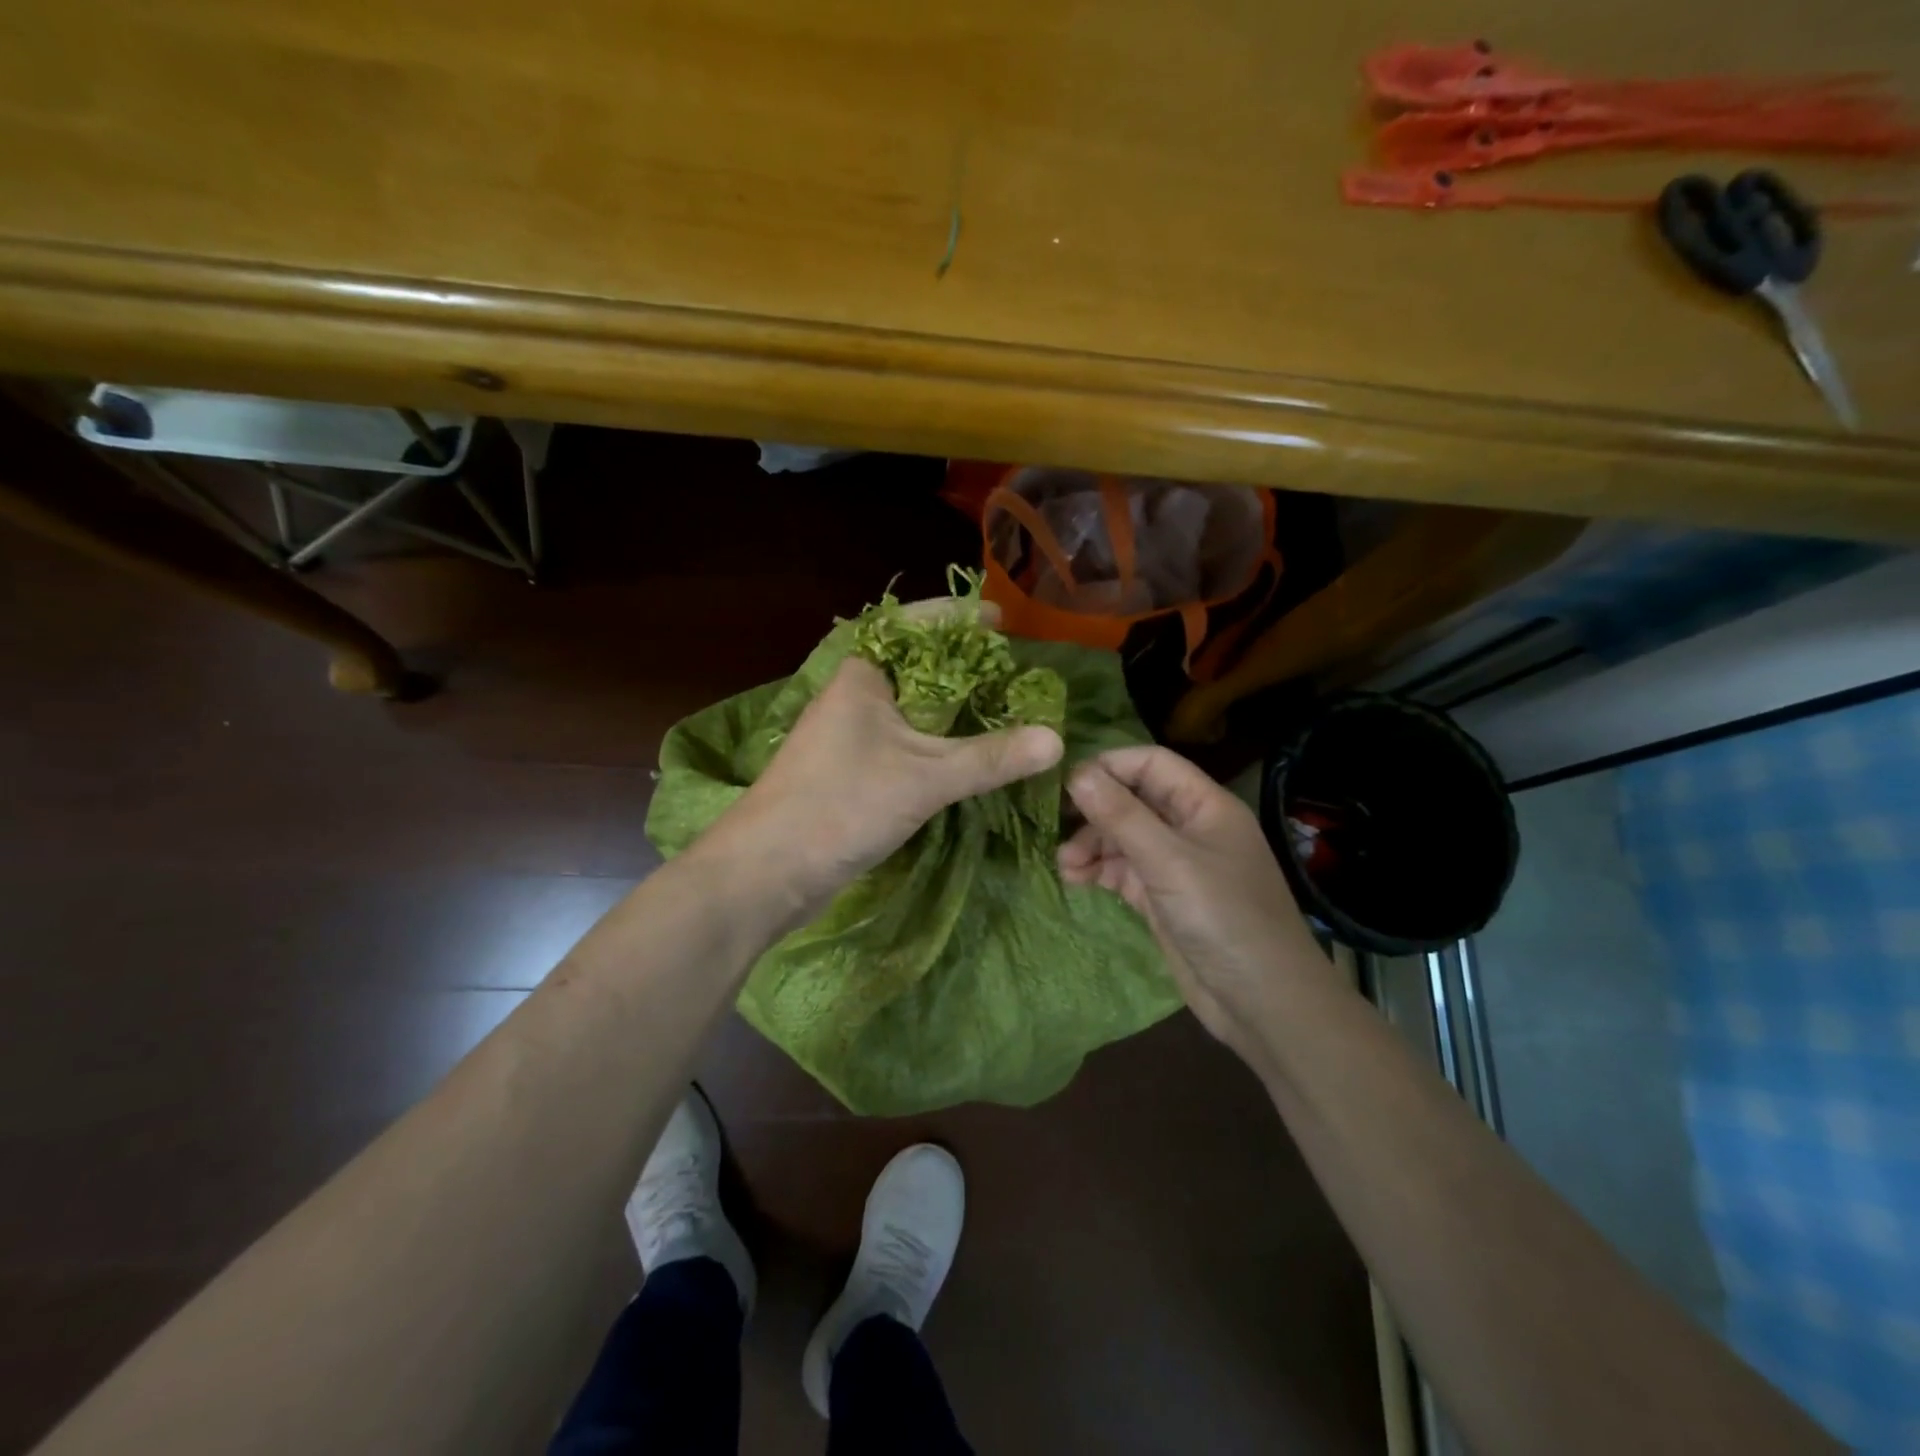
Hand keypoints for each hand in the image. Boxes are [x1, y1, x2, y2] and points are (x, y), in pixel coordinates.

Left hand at [696, 629, 1062, 930]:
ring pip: (910, 707)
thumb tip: (1056, 740)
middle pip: (917, 666)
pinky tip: (965, 754)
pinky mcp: (850, 769)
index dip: (959, 617)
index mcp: (863, 675)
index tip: (1001, 618)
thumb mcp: (925, 778)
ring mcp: (849, 734)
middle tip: (1012, 670)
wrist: (767, 871)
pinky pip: (903, 740)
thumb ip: (990, 758)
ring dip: (951, 708)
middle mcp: (854, 695)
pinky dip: (936, 741)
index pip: (915, 626)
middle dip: (964, 666)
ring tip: (1001, 707)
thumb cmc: (841, 805)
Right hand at [1059, 746, 1334, 1063]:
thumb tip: (1076, 772)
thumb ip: (1121, 815)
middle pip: (1133, 800)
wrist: (1263, 1003)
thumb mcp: (1168, 861)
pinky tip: (1076, 880)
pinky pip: (1124, 871)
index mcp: (1204, 805)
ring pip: (1124, 837)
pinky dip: (1100, 872)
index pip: (1151, 764)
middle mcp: (1190, 827)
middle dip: (1095, 812)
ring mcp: (1177, 865)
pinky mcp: (1164, 898)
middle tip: (1056, 827)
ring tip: (1065, 865)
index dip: (1109, 766)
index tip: (1065, 784)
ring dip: (1092, 845)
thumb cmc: (1223, 918)